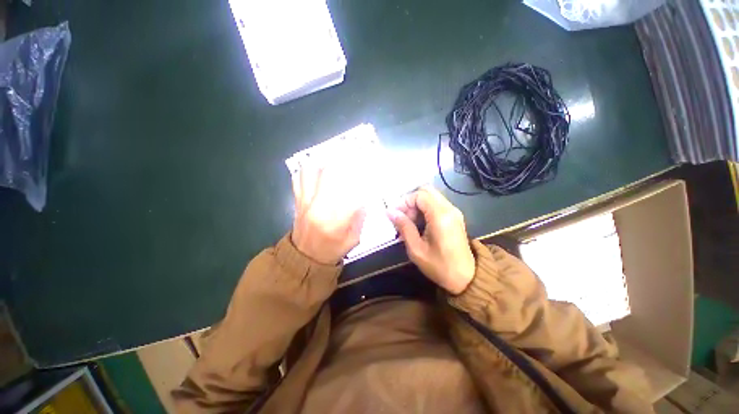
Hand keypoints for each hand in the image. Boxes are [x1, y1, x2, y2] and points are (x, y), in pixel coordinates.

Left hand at [291, 164, 365, 264]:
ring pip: (310, 171)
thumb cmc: (332, 250)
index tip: (369, 172)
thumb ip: (360, 217)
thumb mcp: (353, 239)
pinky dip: (308, 169)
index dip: (362, 179)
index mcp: (335, 221)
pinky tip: (318, 167)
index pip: (351, 192)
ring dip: (325, 161)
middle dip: (345, 162)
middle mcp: (318, 207)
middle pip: (330, 174)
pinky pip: (299, 178)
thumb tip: (363, 198)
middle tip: (354, 154)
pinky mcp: (297, 201)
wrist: (304, 258)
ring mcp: (305, 201)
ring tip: (335, 157)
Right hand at [387, 187, 474, 294]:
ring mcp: (454, 211)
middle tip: (403, 216)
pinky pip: (436, 204)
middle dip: (411, 201)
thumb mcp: (416, 249)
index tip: (395, 214)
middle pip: (427, 191)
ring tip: (409, 222)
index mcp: (441, 216)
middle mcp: (449, 209)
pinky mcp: (455, 216)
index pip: (420, 195)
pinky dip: (425, 209)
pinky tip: (419, 223)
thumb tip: (390, 212)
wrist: (466, 278)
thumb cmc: (439, 266)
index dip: (404, 201)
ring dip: (417, 205)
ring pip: (431, 196)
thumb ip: (404, 227)